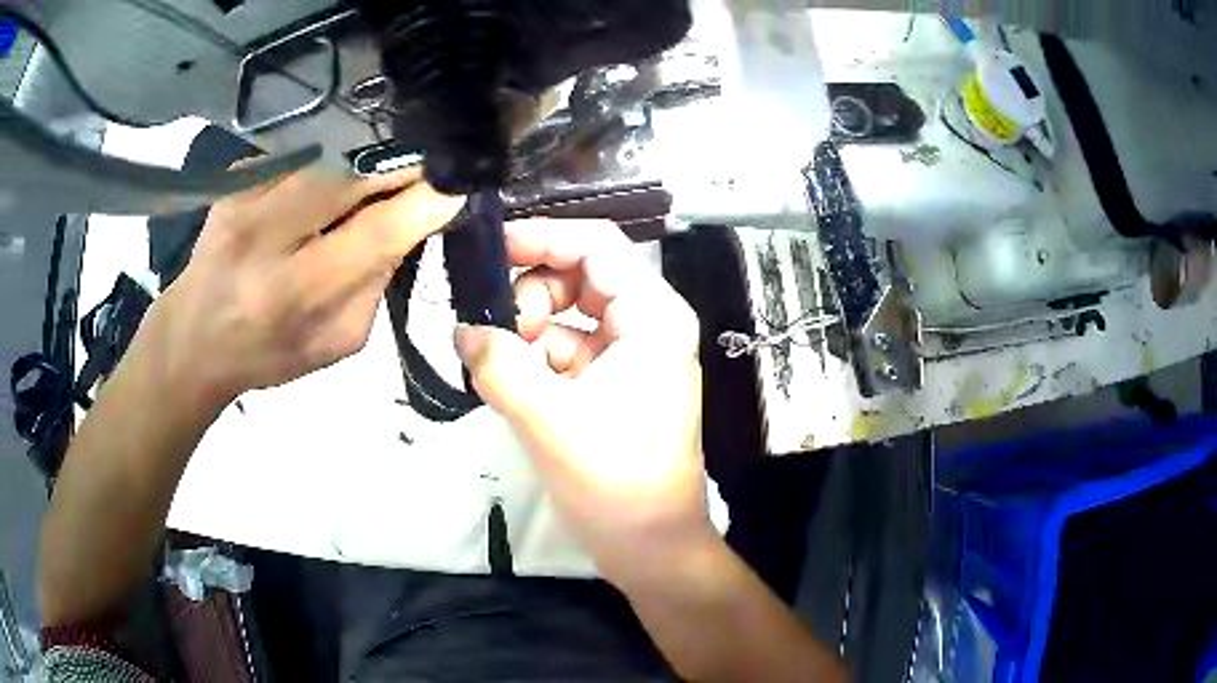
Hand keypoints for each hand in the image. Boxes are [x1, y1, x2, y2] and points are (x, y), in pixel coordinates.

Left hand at [145, 166, 464, 407]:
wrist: (193, 337)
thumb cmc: (267, 353)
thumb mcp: (336, 341)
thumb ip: (376, 284)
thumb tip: (411, 224)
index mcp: (295, 292)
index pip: (378, 231)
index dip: (427, 202)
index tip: (458, 187)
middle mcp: (267, 235)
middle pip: (354, 173)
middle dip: (402, 165)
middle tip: (428, 169)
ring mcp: (247, 195)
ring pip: (330, 153)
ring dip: (370, 159)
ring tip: (385, 172)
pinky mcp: (237, 177)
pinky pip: (303, 152)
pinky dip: (331, 159)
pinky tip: (335, 176)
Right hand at [455, 219, 712, 589]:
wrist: (651, 546)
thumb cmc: (615, 481)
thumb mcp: (548, 419)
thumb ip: (499, 364)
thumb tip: (464, 329)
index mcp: (652, 316)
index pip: (597, 245)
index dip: (542, 238)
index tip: (489, 252)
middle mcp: (648, 324)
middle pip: (581, 275)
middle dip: (531, 293)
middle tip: (494, 330)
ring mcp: (633, 355)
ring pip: (570, 313)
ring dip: (529, 329)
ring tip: (500, 364)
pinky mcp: (615, 384)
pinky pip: (568, 350)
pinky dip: (537, 358)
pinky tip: (511, 382)